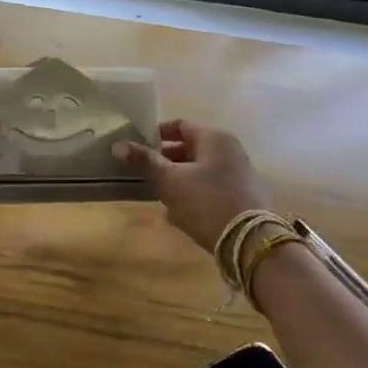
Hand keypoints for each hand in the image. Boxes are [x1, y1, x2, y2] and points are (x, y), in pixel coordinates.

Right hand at [114, 119, 269, 252]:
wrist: (249, 242)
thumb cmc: (205, 202)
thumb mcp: (169, 180)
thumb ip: (145, 161)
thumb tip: (118, 145)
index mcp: (214, 137)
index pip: (179, 125)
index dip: (156, 134)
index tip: (136, 148)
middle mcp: (230, 149)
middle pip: (190, 147)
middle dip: (165, 160)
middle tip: (144, 174)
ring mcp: (238, 173)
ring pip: (199, 169)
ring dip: (178, 179)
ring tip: (158, 195)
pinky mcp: (242, 195)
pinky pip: (210, 187)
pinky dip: (193, 194)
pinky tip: (179, 213)